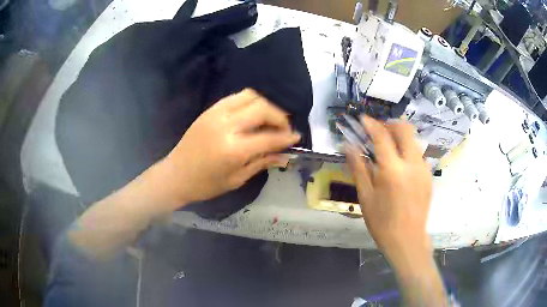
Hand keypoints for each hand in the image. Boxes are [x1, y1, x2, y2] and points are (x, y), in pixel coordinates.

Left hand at [155, 89, 299, 208]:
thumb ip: (262, 163)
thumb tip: (285, 155)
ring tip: (270, 119)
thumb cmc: (205, 184)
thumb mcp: (236, 179)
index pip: (269, 137)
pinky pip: (235, 97)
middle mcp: (226, 126)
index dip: (286, 137)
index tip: (297, 137)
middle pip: (262, 109)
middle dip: (279, 117)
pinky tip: (253, 114)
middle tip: (284, 128)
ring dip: (266, 105)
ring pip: (250, 96)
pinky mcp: (210, 110)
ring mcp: (216, 114)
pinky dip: (250, 102)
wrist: (176, 175)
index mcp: (233, 149)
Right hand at [346, 116, 432, 265]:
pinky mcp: (429, 176)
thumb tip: (348, 146)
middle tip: (378, 131)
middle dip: (390, 124)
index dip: (371, 124)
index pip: (382, 136)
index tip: (364, 119)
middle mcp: (412, 164)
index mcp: (392, 171)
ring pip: (413, 140)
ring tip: (388, 148)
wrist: (408, 240)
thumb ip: (358, 167)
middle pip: (405, 129)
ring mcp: (423, 169)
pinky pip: (418, 154)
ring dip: (400, 137)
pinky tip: (399, 165)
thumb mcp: (365, 197)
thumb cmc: (382, 222)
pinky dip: (407, 151)